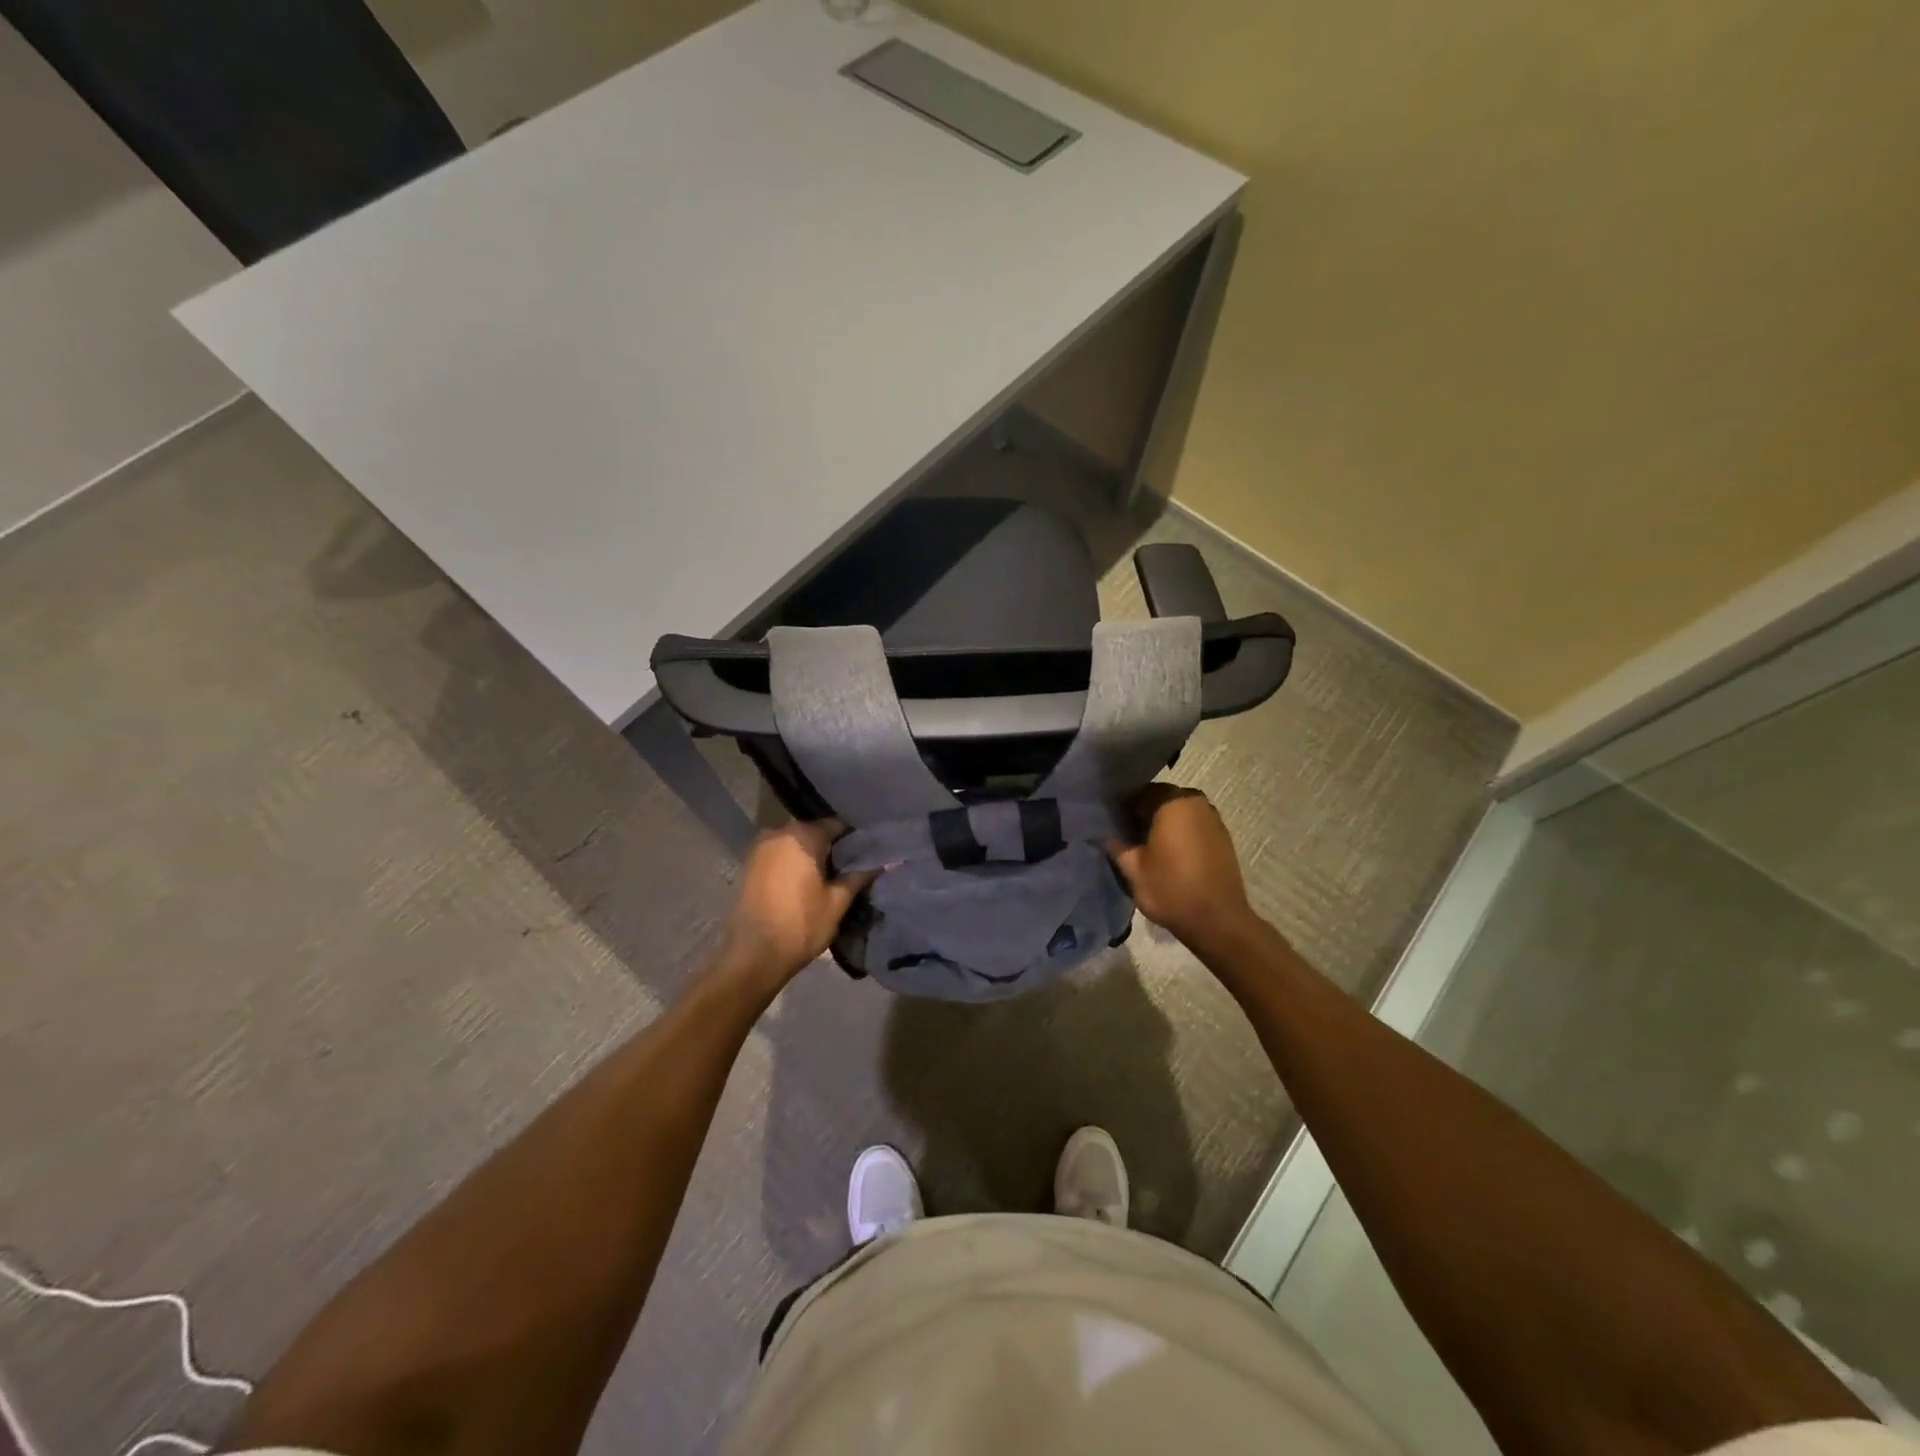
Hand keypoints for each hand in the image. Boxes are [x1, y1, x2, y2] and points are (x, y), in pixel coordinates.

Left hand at [717, 820, 875, 989]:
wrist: (753, 956)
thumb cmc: (801, 925)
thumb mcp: (838, 901)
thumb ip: (860, 876)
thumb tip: (889, 861)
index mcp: (803, 835)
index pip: (837, 824)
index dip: (856, 838)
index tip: (872, 851)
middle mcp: (779, 832)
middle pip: (816, 832)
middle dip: (835, 846)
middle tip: (856, 864)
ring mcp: (761, 848)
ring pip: (798, 844)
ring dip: (815, 856)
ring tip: (835, 875)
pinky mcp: (751, 865)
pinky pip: (782, 855)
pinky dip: (797, 863)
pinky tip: (811, 881)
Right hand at [1106, 784, 1253, 948]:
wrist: (1217, 920)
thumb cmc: (1171, 889)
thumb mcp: (1133, 869)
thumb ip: (1116, 846)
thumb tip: (1102, 835)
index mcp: (1172, 802)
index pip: (1141, 793)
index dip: (1124, 808)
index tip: (1114, 826)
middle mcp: (1196, 802)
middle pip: (1162, 799)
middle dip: (1145, 814)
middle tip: (1129, 837)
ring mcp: (1213, 819)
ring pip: (1180, 812)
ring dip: (1164, 824)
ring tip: (1150, 848)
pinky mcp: (1223, 837)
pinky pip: (1195, 825)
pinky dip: (1181, 833)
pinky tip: (1171, 855)